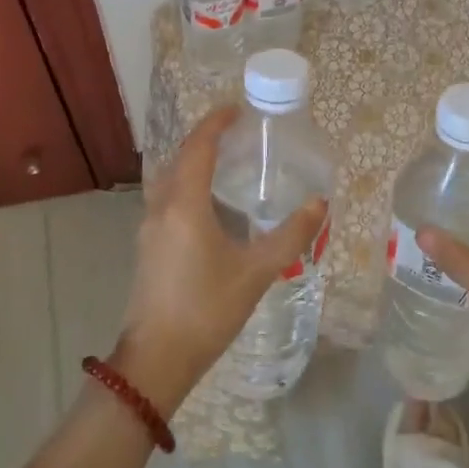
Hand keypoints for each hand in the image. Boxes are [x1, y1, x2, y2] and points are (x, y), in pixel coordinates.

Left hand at [115, 105, 328, 413]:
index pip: (197, 147)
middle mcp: (161, 207)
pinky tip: (208, 205)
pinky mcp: (147, 246)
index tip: (236, 110)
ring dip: (192, 163)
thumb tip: (321, 204)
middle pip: (180, 158)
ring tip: (224, 164)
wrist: (158, 357)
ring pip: (169, 179)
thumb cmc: (208, 309)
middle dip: (204, 140)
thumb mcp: (257, 272)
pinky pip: (166, 199)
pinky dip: (186, 185)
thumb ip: (291, 235)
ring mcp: (148, 227)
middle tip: (236, 134)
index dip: (215, 124)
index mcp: (184, 205)